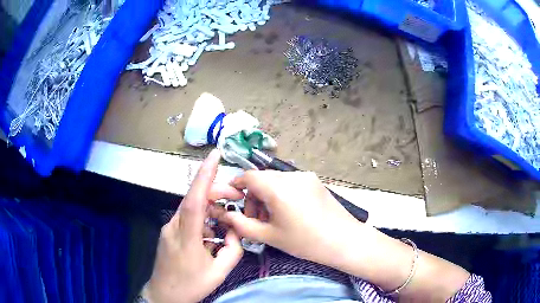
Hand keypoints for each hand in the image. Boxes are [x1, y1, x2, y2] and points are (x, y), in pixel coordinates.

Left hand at [143, 149, 243, 302]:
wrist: (164, 295)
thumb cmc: (190, 285)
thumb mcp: (219, 272)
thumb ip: (233, 250)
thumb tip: (236, 232)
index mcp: (186, 237)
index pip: (194, 200)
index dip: (204, 176)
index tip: (214, 155)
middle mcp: (174, 226)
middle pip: (195, 200)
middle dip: (217, 193)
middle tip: (238, 197)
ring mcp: (169, 228)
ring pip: (192, 208)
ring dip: (211, 209)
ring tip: (227, 222)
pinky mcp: (169, 233)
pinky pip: (188, 219)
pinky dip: (203, 220)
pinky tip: (212, 234)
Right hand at [221, 170, 360, 267]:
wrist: (344, 240)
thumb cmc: (305, 242)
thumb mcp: (270, 236)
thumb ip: (243, 225)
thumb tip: (226, 215)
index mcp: (278, 188)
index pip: (249, 176)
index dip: (237, 185)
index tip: (233, 199)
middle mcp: (291, 176)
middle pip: (262, 179)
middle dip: (254, 196)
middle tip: (257, 219)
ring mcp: (305, 176)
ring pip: (276, 180)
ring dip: (268, 195)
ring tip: (273, 218)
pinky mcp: (315, 181)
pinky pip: (290, 182)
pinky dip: (282, 194)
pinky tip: (289, 212)